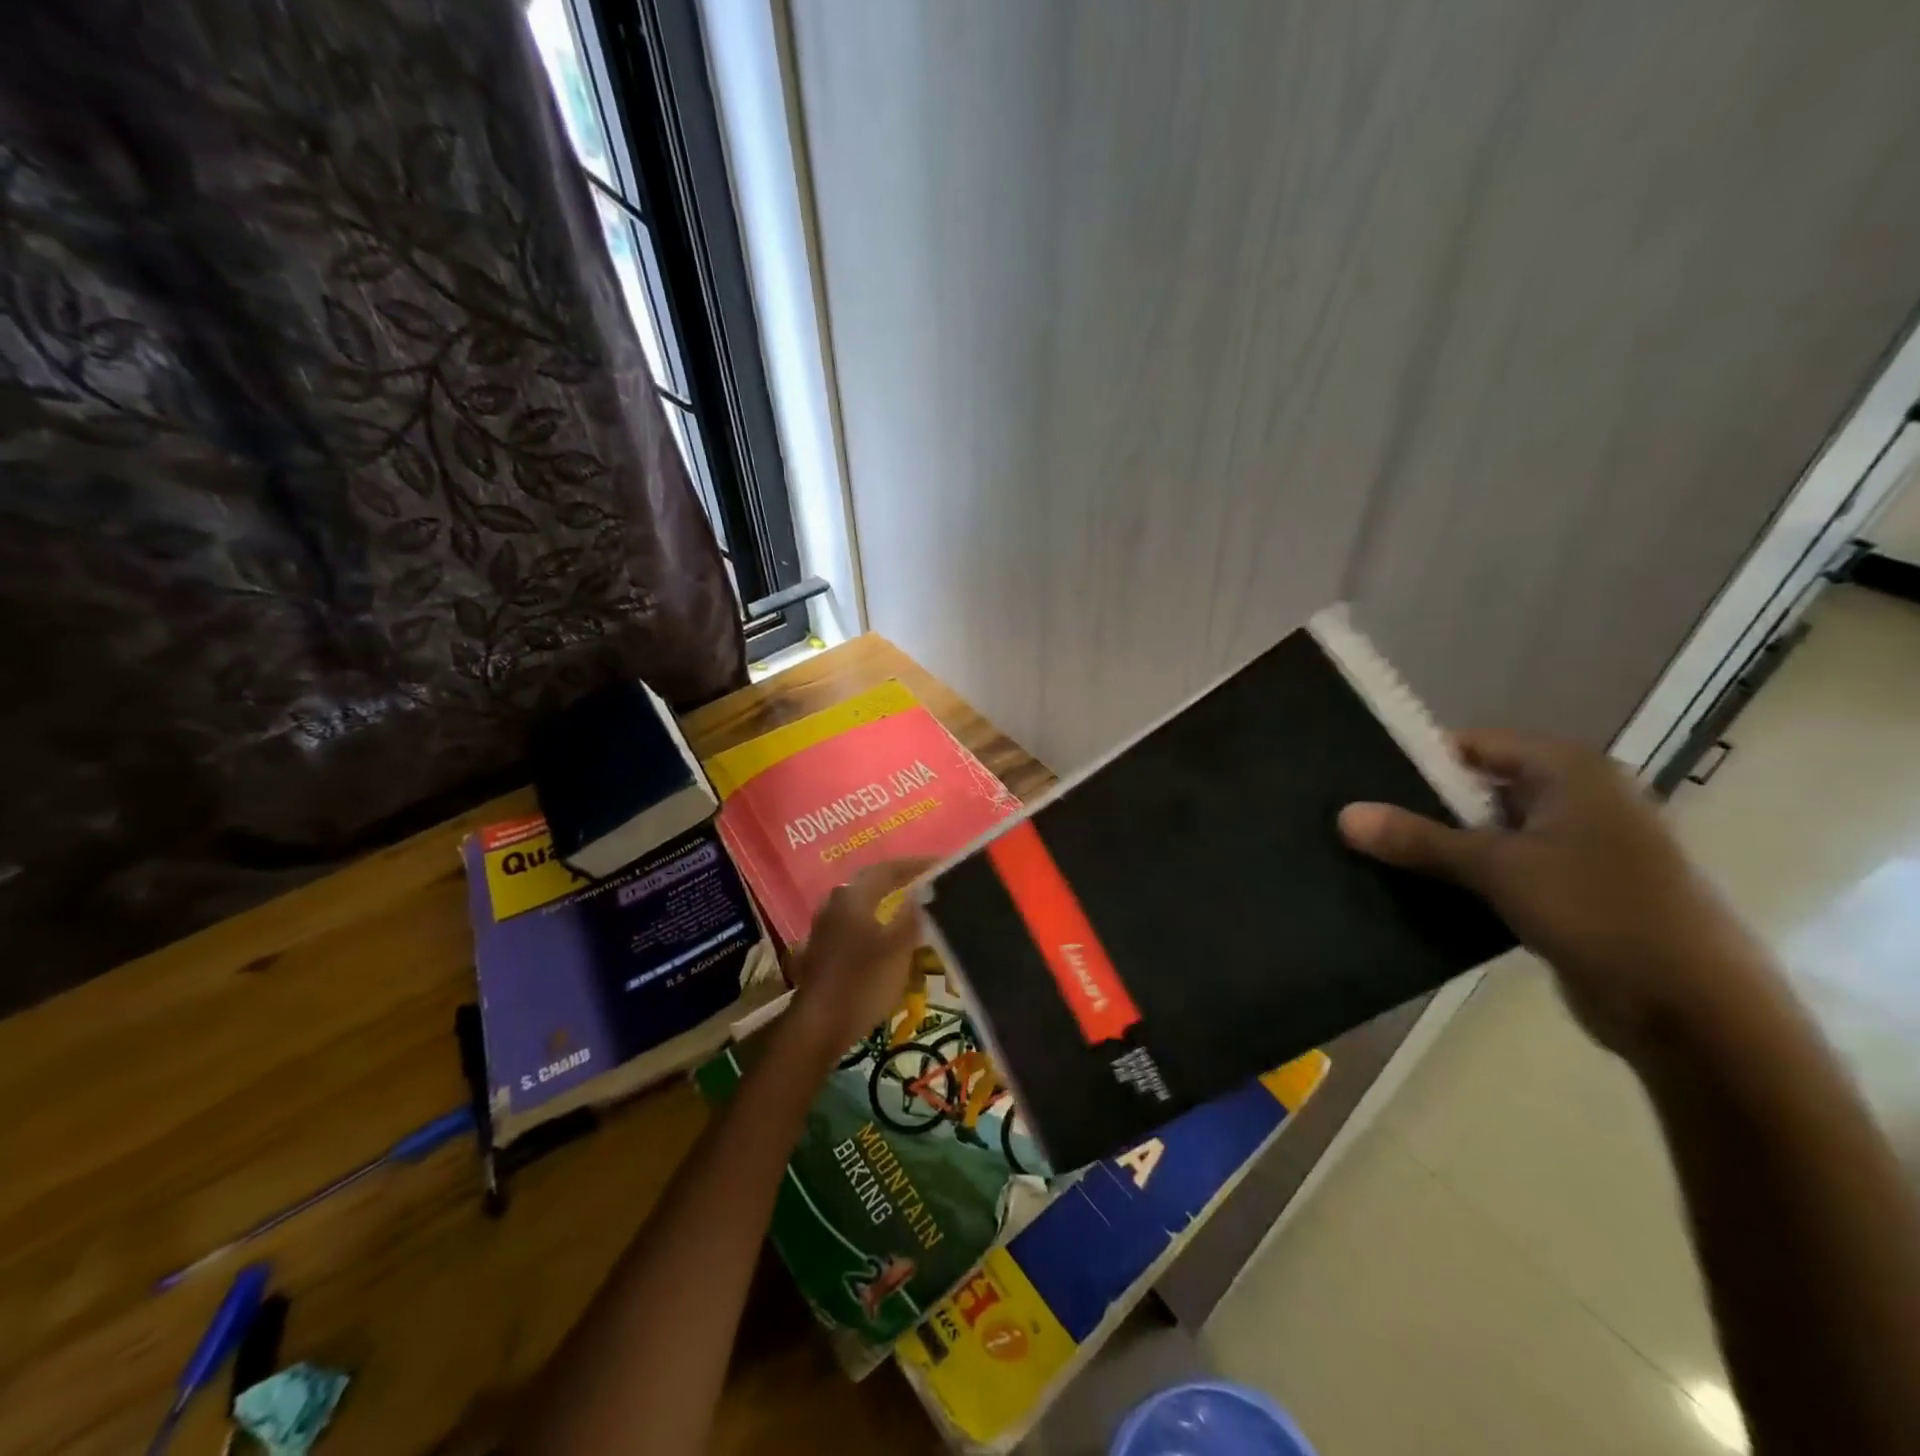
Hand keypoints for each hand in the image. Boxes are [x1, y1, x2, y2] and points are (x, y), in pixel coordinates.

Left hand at [788, 859, 935, 1053]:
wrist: (819, 1027)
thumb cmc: (862, 982)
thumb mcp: (898, 949)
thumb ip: (912, 916)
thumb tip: (923, 890)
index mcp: (853, 896)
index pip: (889, 869)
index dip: (917, 866)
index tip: (942, 865)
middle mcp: (836, 903)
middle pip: (872, 883)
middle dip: (901, 881)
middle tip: (928, 883)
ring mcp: (826, 927)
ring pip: (863, 904)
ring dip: (888, 903)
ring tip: (913, 908)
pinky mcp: (824, 949)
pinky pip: (856, 924)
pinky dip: (877, 923)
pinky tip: (890, 936)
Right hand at [1338, 729, 1772, 1059]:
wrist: (1694, 1011)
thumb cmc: (1599, 911)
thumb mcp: (1498, 867)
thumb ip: (1418, 838)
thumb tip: (1344, 815)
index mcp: (1571, 771)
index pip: (1474, 744)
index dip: (1419, 759)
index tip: (1362, 779)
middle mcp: (1578, 798)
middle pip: (1478, 787)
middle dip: (1422, 806)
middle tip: (1360, 819)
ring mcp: (1579, 847)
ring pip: (1488, 833)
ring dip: (1441, 846)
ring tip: (1375, 853)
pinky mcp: (1573, 891)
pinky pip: (1504, 870)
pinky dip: (1466, 877)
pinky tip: (1418, 889)